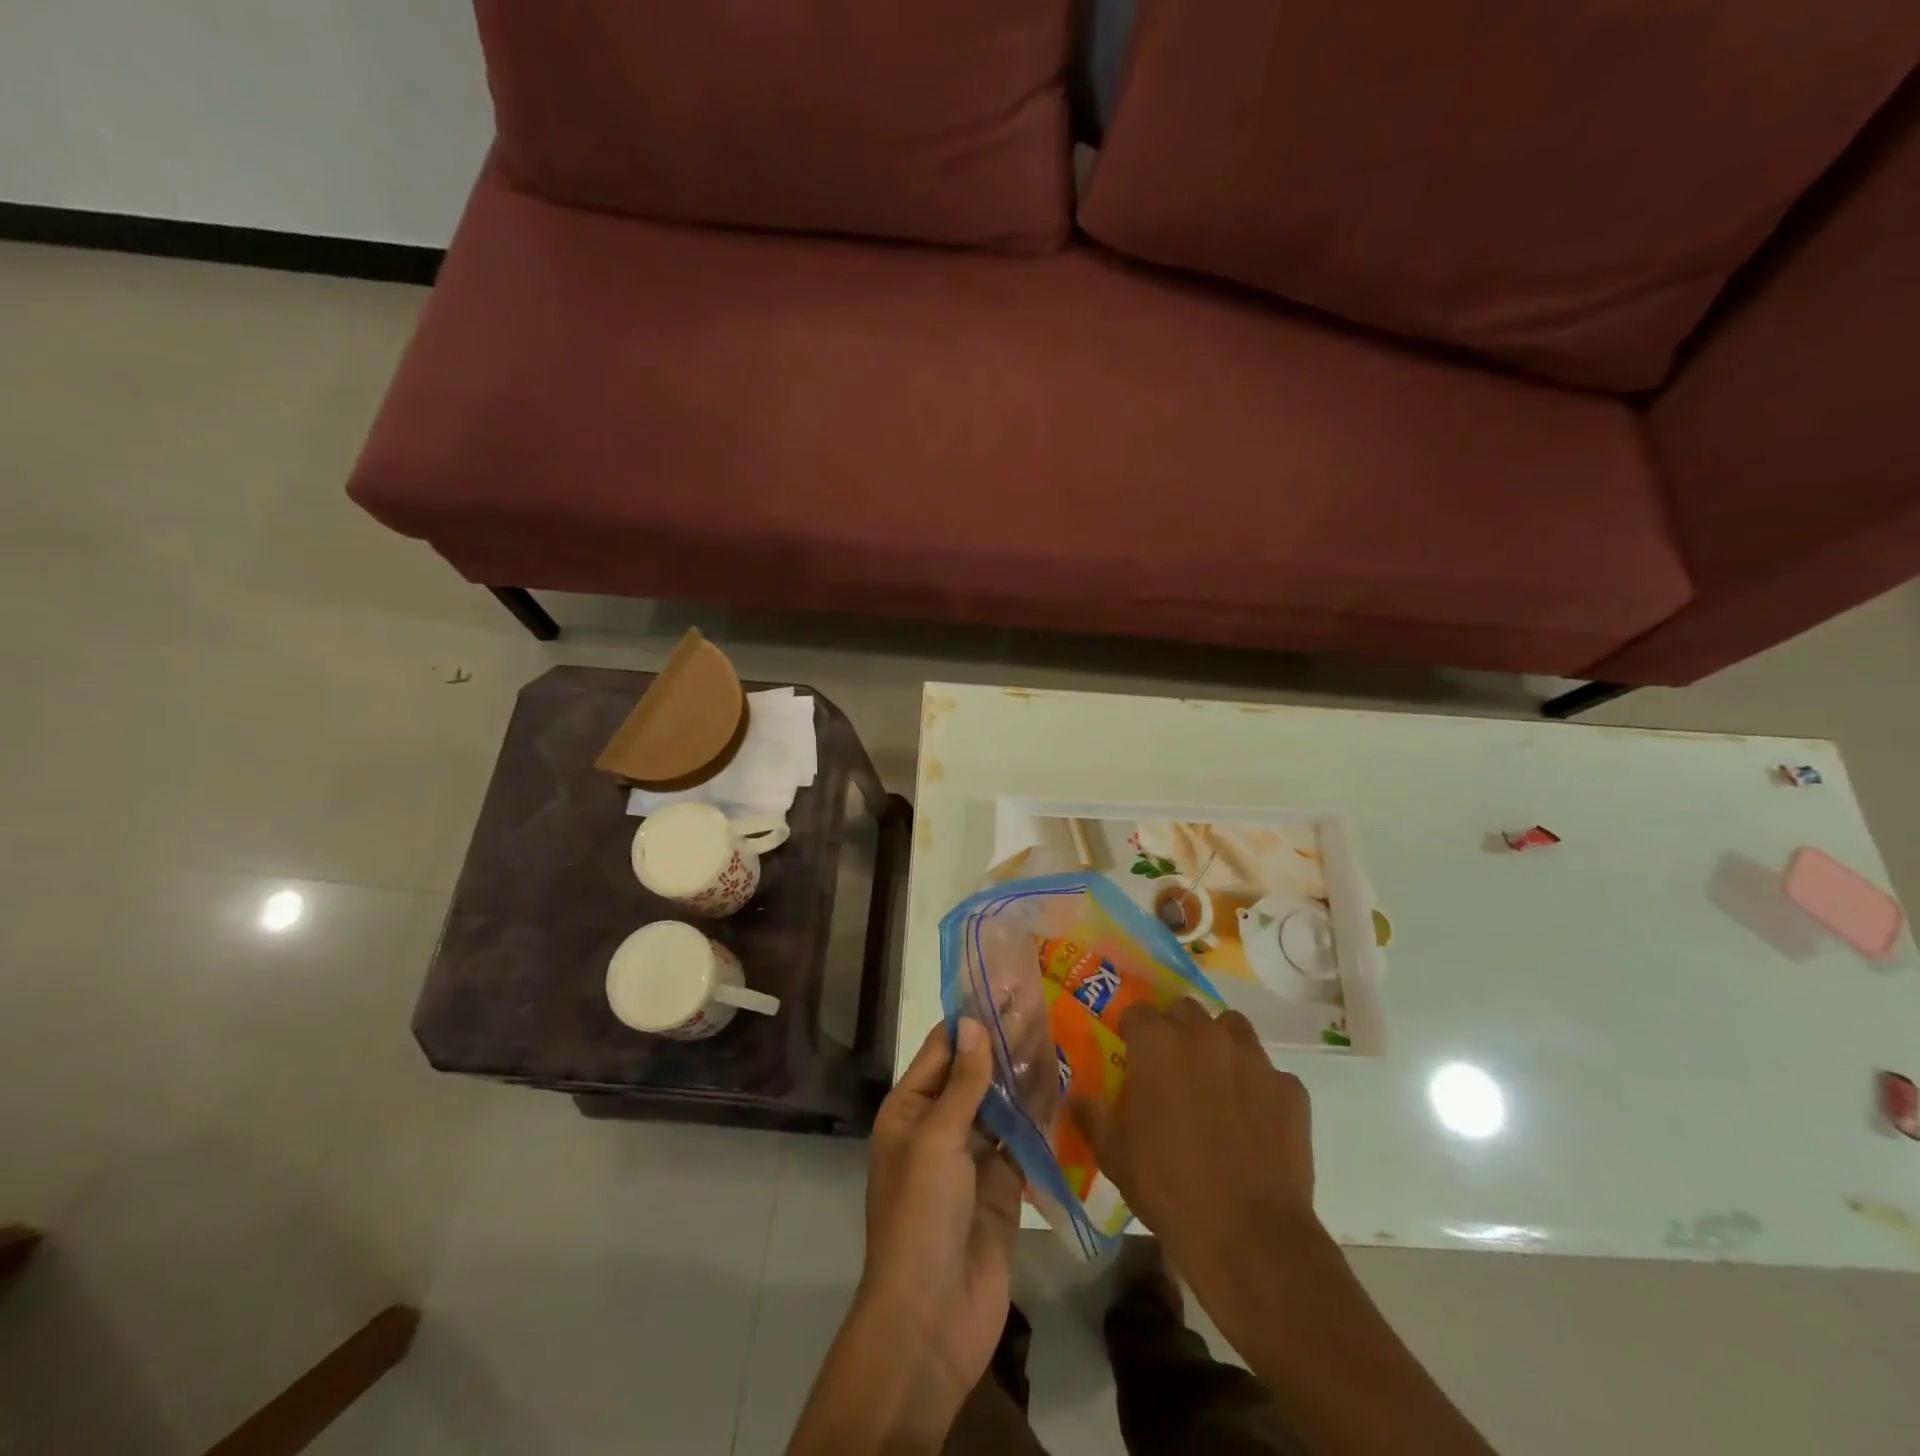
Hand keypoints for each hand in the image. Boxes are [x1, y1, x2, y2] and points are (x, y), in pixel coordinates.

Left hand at [858, 1019, 1022, 1412]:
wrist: (932, 1319)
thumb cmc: (921, 1216)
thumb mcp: (937, 1140)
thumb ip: (963, 1083)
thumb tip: (974, 1022)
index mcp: (910, 1110)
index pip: (943, 1049)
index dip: (972, 1018)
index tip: (1005, 986)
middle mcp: (939, 1127)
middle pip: (975, 1073)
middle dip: (1004, 1043)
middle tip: (1043, 1004)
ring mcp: (972, 1159)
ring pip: (1001, 1105)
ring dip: (1024, 1076)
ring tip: (1059, 1036)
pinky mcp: (1002, 1189)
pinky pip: (1021, 1143)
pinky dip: (1039, 1118)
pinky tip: (1064, 1089)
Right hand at [1072, 1000, 1318, 1291]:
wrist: (1251, 1237)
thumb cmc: (1169, 1188)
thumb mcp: (1114, 1156)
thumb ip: (1093, 1116)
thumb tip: (1077, 1098)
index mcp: (1158, 1044)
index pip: (1137, 1013)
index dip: (1132, 1032)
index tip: (1131, 1055)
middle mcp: (1205, 1036)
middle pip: (1185, 1010)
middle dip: (1176, 1031)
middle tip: (1171, 1069)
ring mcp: (1253, 1059)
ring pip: (1232, 1029)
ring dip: (1219, 1045)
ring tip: (1215, 1083)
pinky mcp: (1290, 1089)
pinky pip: (1269, 1074)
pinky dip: (1258, 1088)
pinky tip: (1254, 1122)